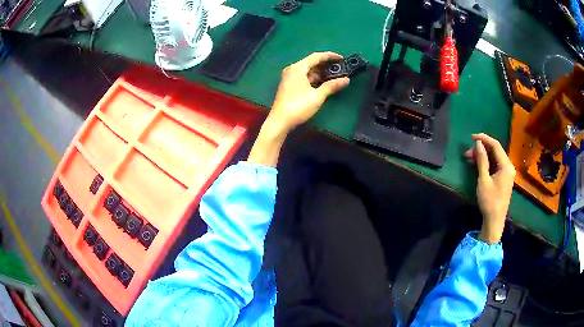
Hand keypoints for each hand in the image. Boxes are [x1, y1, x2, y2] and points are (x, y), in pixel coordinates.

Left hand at [267, 52, 349, 133]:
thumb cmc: (298, 107)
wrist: (280, 121)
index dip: (330, 56)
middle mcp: (292, 69)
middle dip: (326, 65)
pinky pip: (303, 77)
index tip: (341, 58)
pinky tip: (322, 83)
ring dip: (320, 73)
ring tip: (334, 76)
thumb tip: (346, 80)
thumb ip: (332, 86)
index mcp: (298, 68)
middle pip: (311, 62)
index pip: (316, 56)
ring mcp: (289, 77)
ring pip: (307, 70)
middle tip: (340, 68)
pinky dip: (313, 78)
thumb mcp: (317, 96)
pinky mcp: (289, 85)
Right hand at [464, 133, 515, 243]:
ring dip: (483, 156)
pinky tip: (477, 164)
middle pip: (495, 151)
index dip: (484, 138)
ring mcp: (507, 173)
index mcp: (506, 165)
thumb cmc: (489, 201)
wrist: (494, 221)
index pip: (495, 145)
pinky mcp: (504, 178)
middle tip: (467, 153)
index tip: (471, 137)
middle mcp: (508, 166)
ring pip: (494, 158)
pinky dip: (486, 163)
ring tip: (469, 158)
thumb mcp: (484, 180)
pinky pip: (495, 165)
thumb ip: (482, 160)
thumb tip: (478, 143)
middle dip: (481, 149)